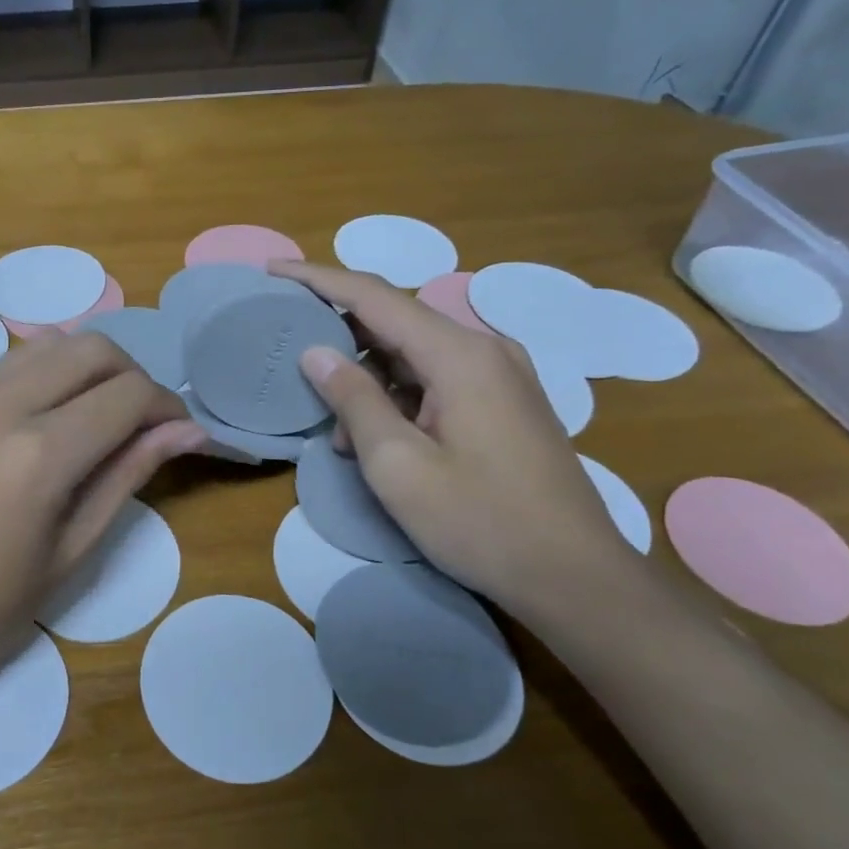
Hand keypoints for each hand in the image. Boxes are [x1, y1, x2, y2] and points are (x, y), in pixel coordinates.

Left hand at [0, 333, 204, 709]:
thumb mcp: (71, 553)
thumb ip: (127, 476)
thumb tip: (185, 431)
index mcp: (37, 454)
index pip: (127, 394)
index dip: (167, 407)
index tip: (180, 434)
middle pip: (89, 348)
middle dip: (131, 375)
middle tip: (141, 423)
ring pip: (43, 346)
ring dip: (85, 369)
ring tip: (94, 418)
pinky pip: (2, 369)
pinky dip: (41, 379)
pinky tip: (41, 426)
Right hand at [271, 261, 638, 618]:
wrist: (576, 578)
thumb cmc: (480, 522)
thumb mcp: (398, 466)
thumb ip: (354, 400)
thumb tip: (316, 352)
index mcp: (459, 355)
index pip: (374, 296)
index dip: (318, 279)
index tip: (272, 271)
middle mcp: (485, 349)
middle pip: (395, 323)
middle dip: (342, 346)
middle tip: (298, 376)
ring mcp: (501, 375)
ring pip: (414, 356)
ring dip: (370, 384)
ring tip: (345, 437)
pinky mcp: (506, 402)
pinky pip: (437, 380)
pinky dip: (399, 399)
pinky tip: (381, 442)